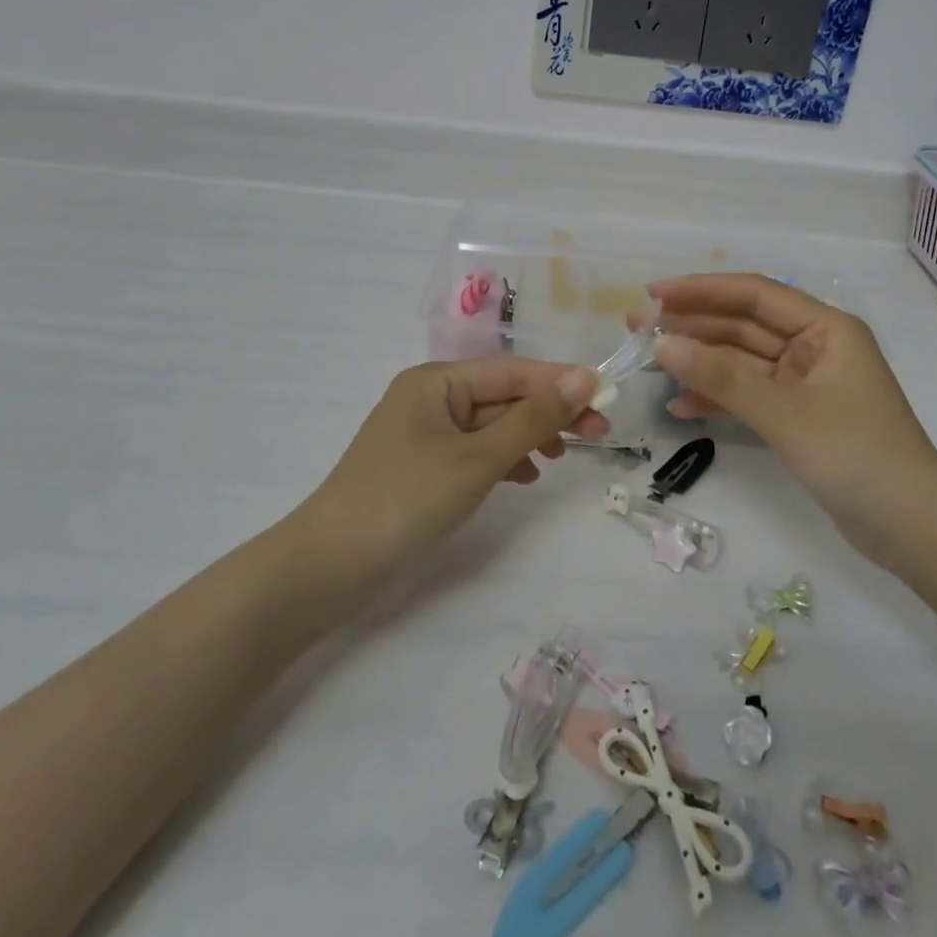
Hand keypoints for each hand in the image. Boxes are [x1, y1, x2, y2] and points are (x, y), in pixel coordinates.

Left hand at [300, 358, 606, 569]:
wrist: (329, 566)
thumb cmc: (407, 498)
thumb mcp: (478, 457)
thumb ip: (533, 419)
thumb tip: (584, 378)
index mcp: (437, 381)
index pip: (512, 371)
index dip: (561, 381)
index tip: (607, 395)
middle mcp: (430, 397)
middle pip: (502, 396)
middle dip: (549, 413)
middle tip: (598, 433)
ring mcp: (424, 433)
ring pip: (491, 424)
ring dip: (528, 436)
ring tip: (562, 457)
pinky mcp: (422, 466)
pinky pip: (474, 450)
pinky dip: (503, 459)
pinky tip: (524, 476)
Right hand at [643, 274, 936, 551]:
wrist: (913, 529)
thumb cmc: (857, 456)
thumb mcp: (785, 413)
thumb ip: (722, 378)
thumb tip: (662, 345)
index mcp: (826, 329)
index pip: (754, 295)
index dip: (702, 290)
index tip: (654, 294)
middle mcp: (815, 347)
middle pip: (744, 326)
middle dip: (693, 327)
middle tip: (637, 330)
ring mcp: (805, 384)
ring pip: (742, 362)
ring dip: (699, 363)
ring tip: (649, 363)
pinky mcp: (798, 417)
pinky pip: (749, 396)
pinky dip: (718, 399)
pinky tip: (679, 407)